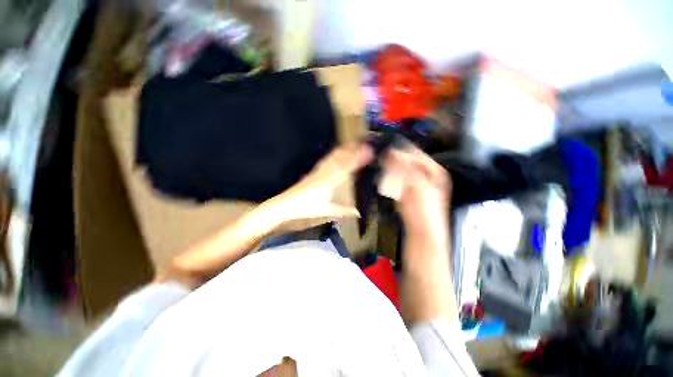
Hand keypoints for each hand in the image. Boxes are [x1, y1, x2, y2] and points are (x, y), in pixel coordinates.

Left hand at [260, 144, 372, 231]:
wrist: (286, 205)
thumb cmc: (307, 208)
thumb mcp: (327, 210)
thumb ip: (344, 210)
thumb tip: (358, 212)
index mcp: (330, 181)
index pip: (347, 166)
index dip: (358, 158)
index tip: (369, 151)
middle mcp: (325, 172)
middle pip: (340, 157)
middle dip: (352, 149)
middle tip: (364, 144)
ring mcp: (318, 170)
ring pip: (333, 156)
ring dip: (344, 149)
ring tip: (353, 145)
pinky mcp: (314, 171)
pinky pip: (327, 159)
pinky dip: (335, 154)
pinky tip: (337, 153)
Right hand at [383, 147, 451, 241]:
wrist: (423, 235)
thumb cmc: (421, 209)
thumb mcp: (414, 185)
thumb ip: (404, 167)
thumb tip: (391, 152)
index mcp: (436, 172)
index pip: (418, 154)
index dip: (402, 150)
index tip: (387, 149)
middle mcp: (431, 177)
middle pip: (412, 162)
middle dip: (398, 159)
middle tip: (382, 157)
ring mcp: (423, 186)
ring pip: (407, 171)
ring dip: (395, 168)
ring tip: (383, 165)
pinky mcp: (415, 195)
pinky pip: (404, 181)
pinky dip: (395, 178)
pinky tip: (387, 178)